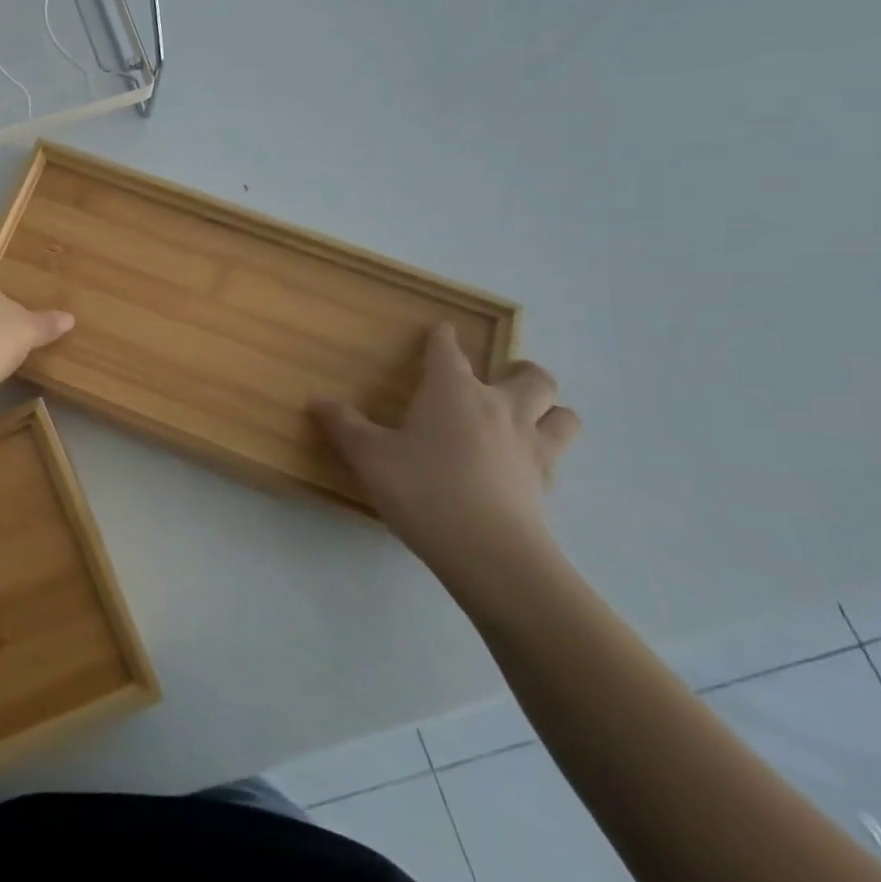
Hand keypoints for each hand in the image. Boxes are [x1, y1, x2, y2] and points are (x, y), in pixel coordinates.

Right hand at [311, 324, 579, 593]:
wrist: (489, 552)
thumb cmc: (423, 489)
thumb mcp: (369, 457)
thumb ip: (344, 426)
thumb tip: (317, 401)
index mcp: (453, 391)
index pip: (449, 351)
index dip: (442, 338)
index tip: (441, 329)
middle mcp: (499, 408)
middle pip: (531, 376)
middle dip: (519, 371)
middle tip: (500, 379)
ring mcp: (531, 445)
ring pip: (563, 414)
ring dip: (548, 410)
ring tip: (528, 418)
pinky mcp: (546, 483)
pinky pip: (557, 456)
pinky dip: (545, 451)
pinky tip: (523, 465)